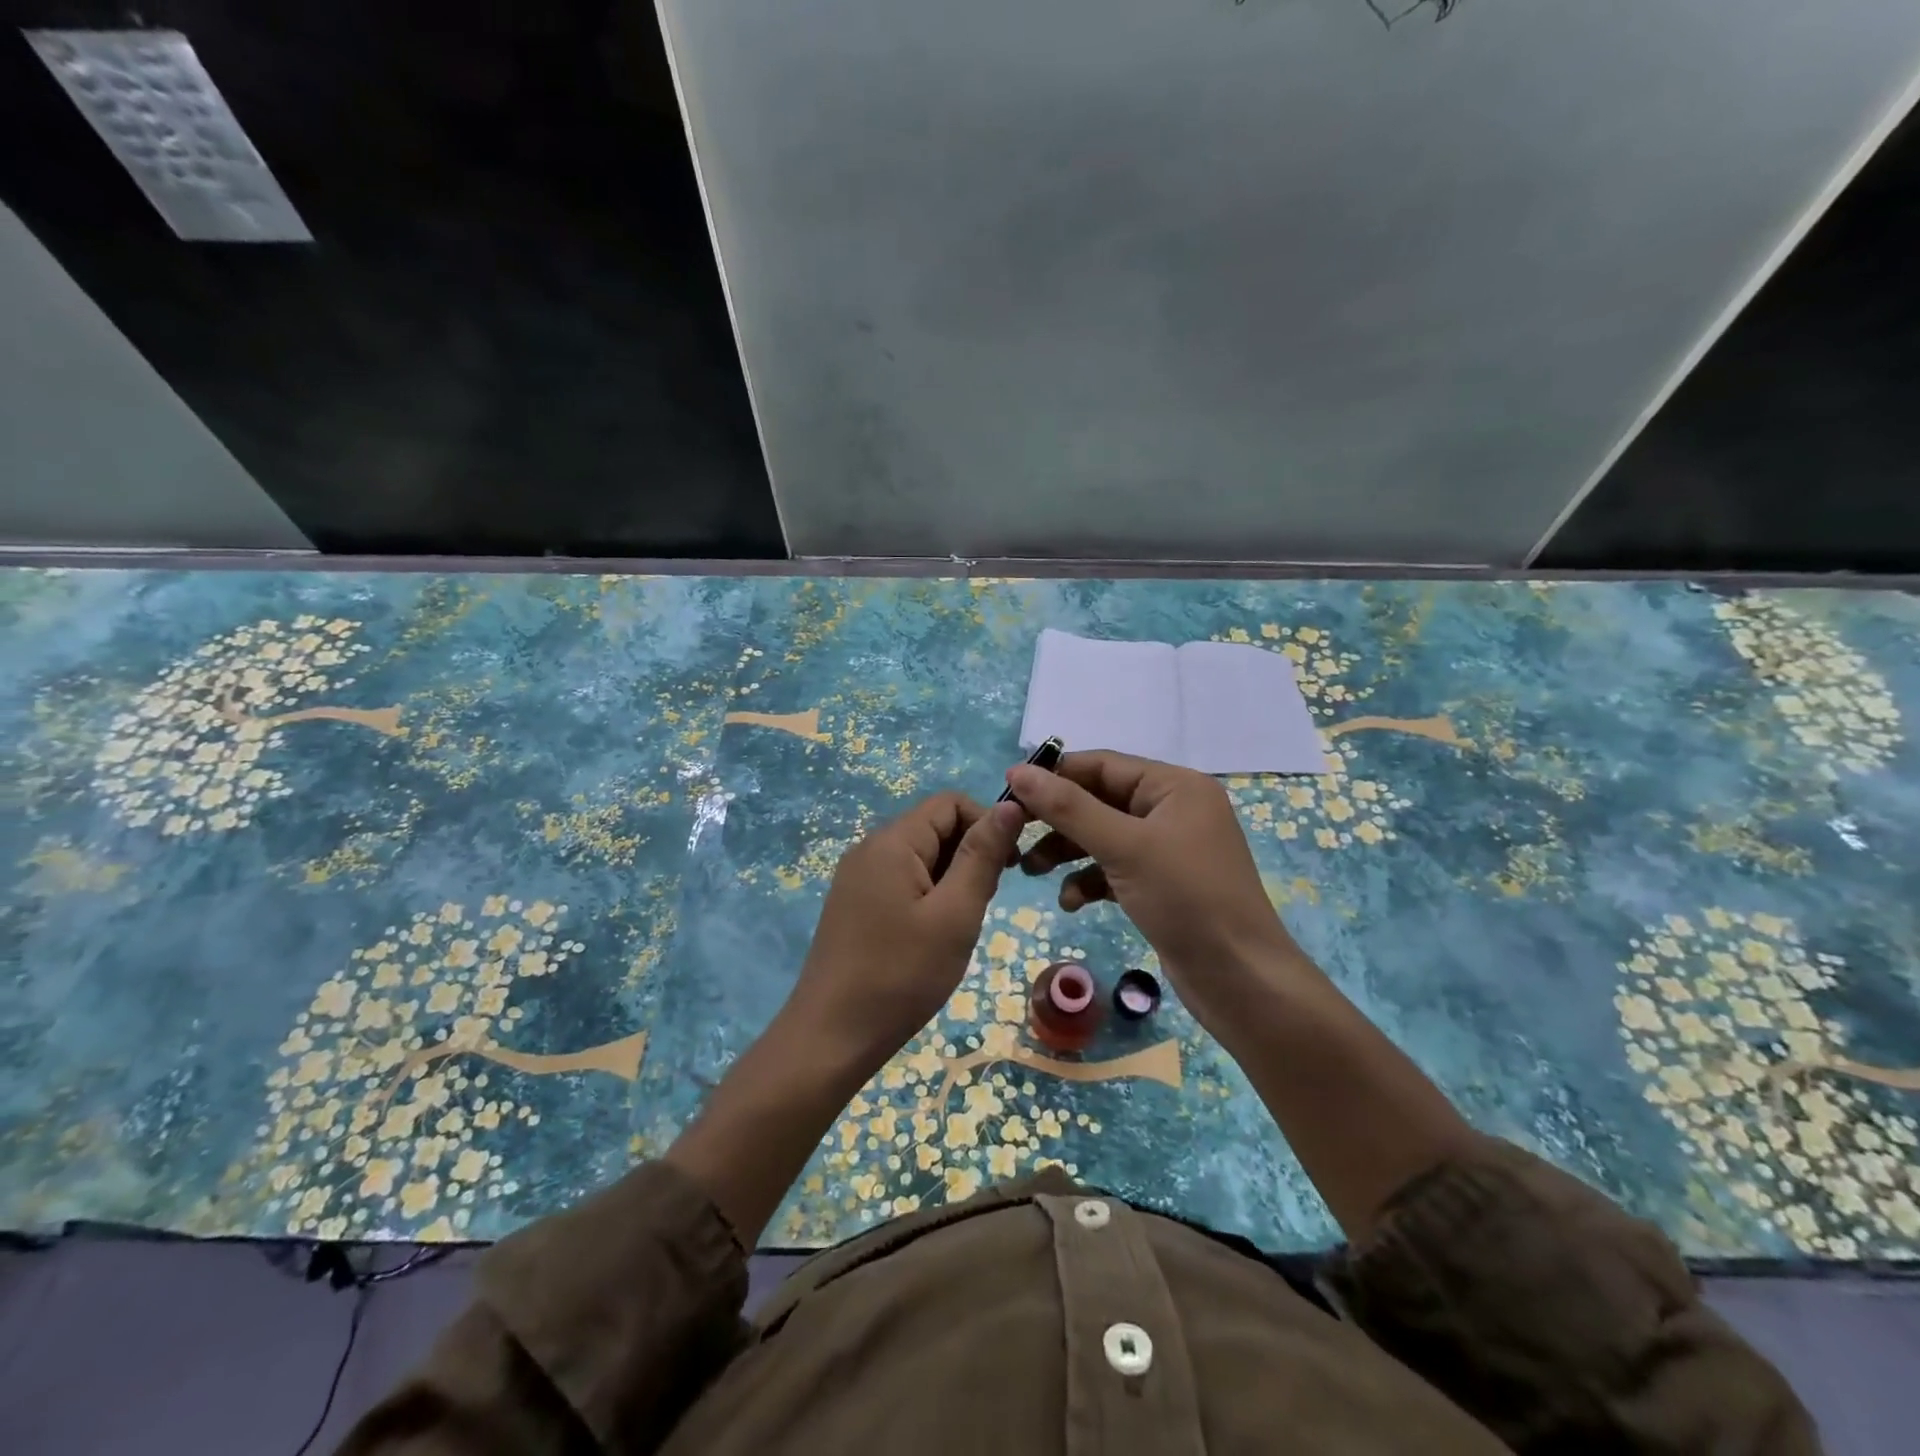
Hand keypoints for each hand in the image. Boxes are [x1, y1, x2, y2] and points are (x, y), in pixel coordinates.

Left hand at [784, 791, 1025, 1074]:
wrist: (831, 1038)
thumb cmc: (901, 975)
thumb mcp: (955, 914)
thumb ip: (982, 855)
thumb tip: (1010, 805)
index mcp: (892, 841)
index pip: (950, 803)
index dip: (986, 824)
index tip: (1009, 868)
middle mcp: (869, 848)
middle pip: (933, 826)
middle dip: (968, 854)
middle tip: (981, 906)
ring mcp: (856, 877)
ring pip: (919, 856)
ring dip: (950, 879)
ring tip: (957, 925)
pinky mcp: (853, 903)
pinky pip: (900, 880)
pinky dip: (927, 895)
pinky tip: (931, 935)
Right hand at [1006, 751, 1308, 1033]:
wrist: (1240, 979)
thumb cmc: (1186, 899)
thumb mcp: (1123, 847)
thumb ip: (1069, 807)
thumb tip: (1018, 770)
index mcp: (1175, 786)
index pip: (1102, 765)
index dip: (1054, 775)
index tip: (1008, 790)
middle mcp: (1173, 809)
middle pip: (1100, 800)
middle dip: (1058, 820)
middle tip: (1014, 835)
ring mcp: (1169, 848)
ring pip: (1103, 836)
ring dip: (1067, 852)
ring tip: (1030, 871)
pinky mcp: (1162, 883)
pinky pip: (1115, 868)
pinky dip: (1090, 880)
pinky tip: (1072, 902)